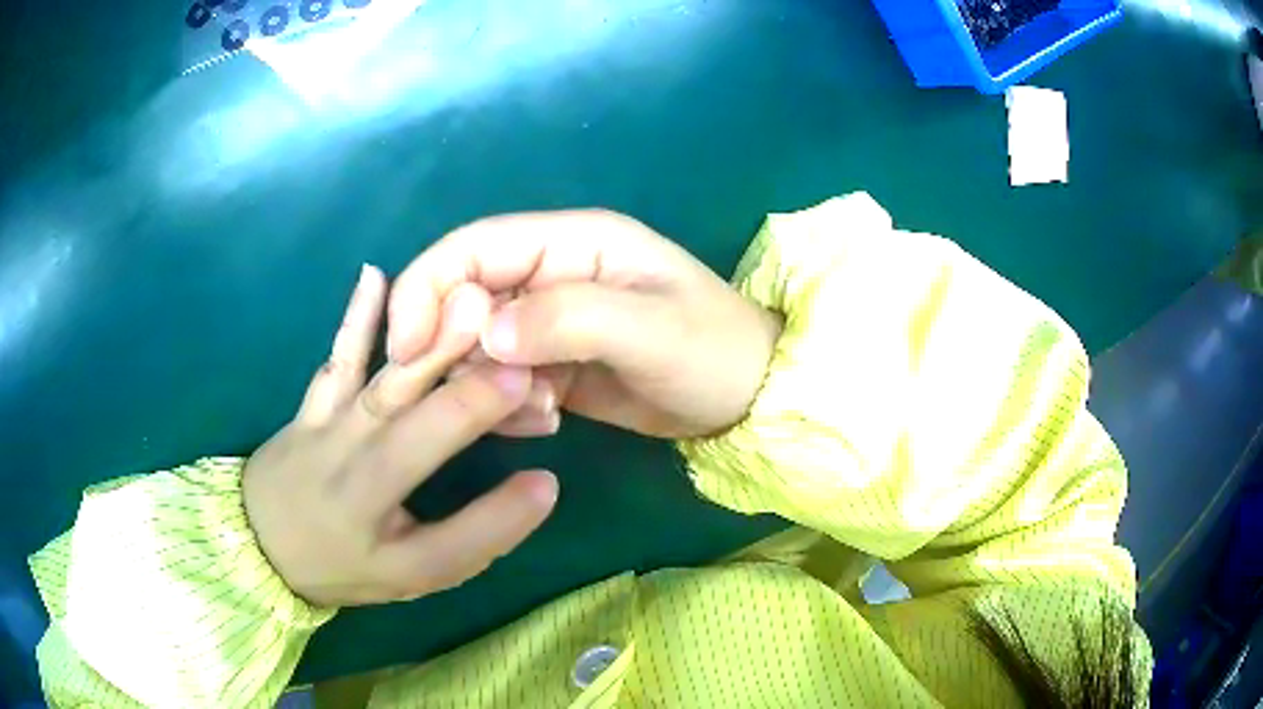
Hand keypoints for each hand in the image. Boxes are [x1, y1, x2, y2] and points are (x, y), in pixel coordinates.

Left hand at [243, 266, 558, 607]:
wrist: (260, 541)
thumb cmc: (341, 562)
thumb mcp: (411, 576)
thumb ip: (475, 539)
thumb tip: (542, 486)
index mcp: (388, 546)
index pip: (459, 535)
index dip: (505, 507)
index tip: (550, 459)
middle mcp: (356, 485)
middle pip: (418, 435)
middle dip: (473, 399)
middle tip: (527, 359)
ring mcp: (329, 434)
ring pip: (384, 387)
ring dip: (427, 348)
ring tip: (468, 306)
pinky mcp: (314, 405)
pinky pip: (337, 359)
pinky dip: (356, 317)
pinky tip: (373, 274)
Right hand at [386, 210, 781, 438]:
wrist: (747, 399)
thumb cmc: (713, 352)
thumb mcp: (652, 330)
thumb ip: (569, 320)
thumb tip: (485, 334)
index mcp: (570, 242)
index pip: (470, 247)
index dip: (426, 290)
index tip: (407, 351)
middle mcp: (549, 272)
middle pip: (461, 298)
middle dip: (455, 349)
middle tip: (488, 393)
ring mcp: (547, 320)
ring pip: (474, 345)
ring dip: (487, 384)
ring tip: (541, 410)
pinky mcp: (549, 362)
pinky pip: (498, 379)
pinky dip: (506, 405)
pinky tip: (549, 419)